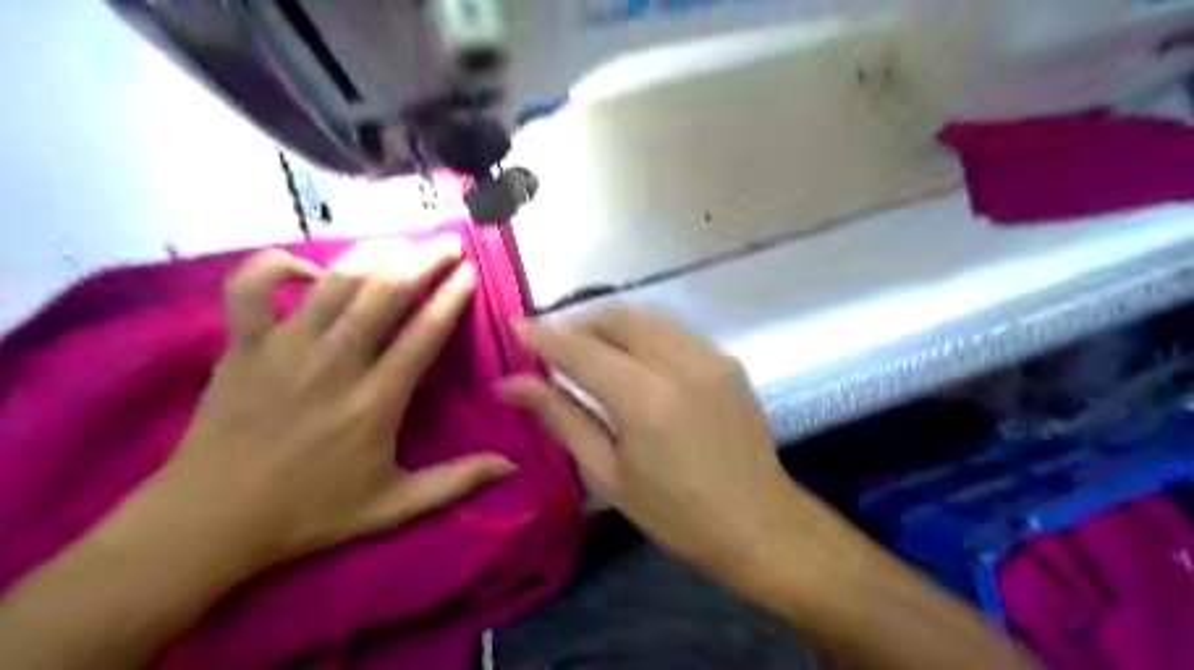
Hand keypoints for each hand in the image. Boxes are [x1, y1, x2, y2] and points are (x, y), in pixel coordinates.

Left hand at [142, 235, 513, 570]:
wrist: (209, 522)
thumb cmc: (310, 513)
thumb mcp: (394, 507)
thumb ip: (457, 481)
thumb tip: (513, 466)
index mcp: (376, 401)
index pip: (424, 332)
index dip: (451, 297)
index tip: (469, 273)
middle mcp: (334, 364)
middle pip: (386, 293)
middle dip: (423, 260)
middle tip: (448, 243)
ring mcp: (283, 348)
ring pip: (335, 280)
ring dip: (374, 253)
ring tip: (401, 242)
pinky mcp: (242, 344)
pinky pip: (253, 285)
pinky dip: (280, 265)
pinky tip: (311, 270)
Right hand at [501, 310, 796, 582]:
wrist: (759, 523)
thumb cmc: (675, 513)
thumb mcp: (607, 474)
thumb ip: (561, 418)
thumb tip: (511, 384)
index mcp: (644, 399)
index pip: (581, 351)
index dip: (544, 336)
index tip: (516, 326)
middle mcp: (680, 364)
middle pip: (618, 318)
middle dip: (581, 324)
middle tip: (558, 349)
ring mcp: (710, 357)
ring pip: (649, 318)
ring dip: (613, 327)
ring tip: (593, 353)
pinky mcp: (728, 361)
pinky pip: (675, 333)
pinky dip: (646, 337)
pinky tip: (638, 364)